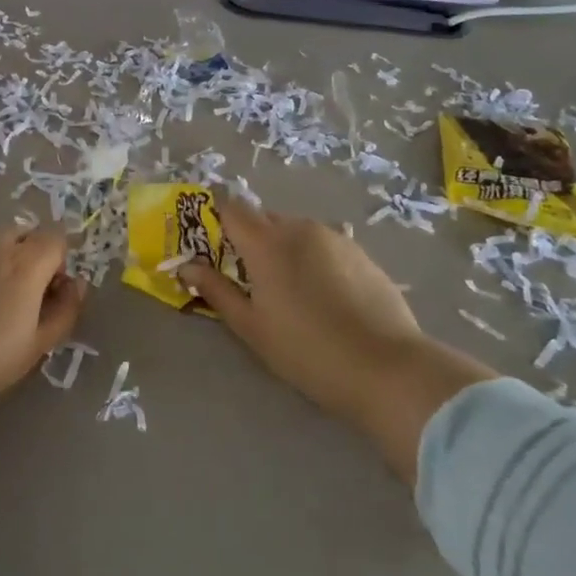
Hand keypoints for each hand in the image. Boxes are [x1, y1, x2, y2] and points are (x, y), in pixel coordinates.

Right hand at [182, 202, 495, 483]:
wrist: (388, 368)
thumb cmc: (307, 350)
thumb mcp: (251, 326)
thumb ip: (216, 290)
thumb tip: (187, 266)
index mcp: (267, 242)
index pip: (230, 207)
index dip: (214, 215)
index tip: (206, 238)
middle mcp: (300, 228)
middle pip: (263, 218)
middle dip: (248, 237)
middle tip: (245, 275)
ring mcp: (335, 237)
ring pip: (295, 230)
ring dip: (281, 247)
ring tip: (286, 288)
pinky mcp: (361, 253)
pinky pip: (323, 244)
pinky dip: (311, 258)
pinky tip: (321, 294)